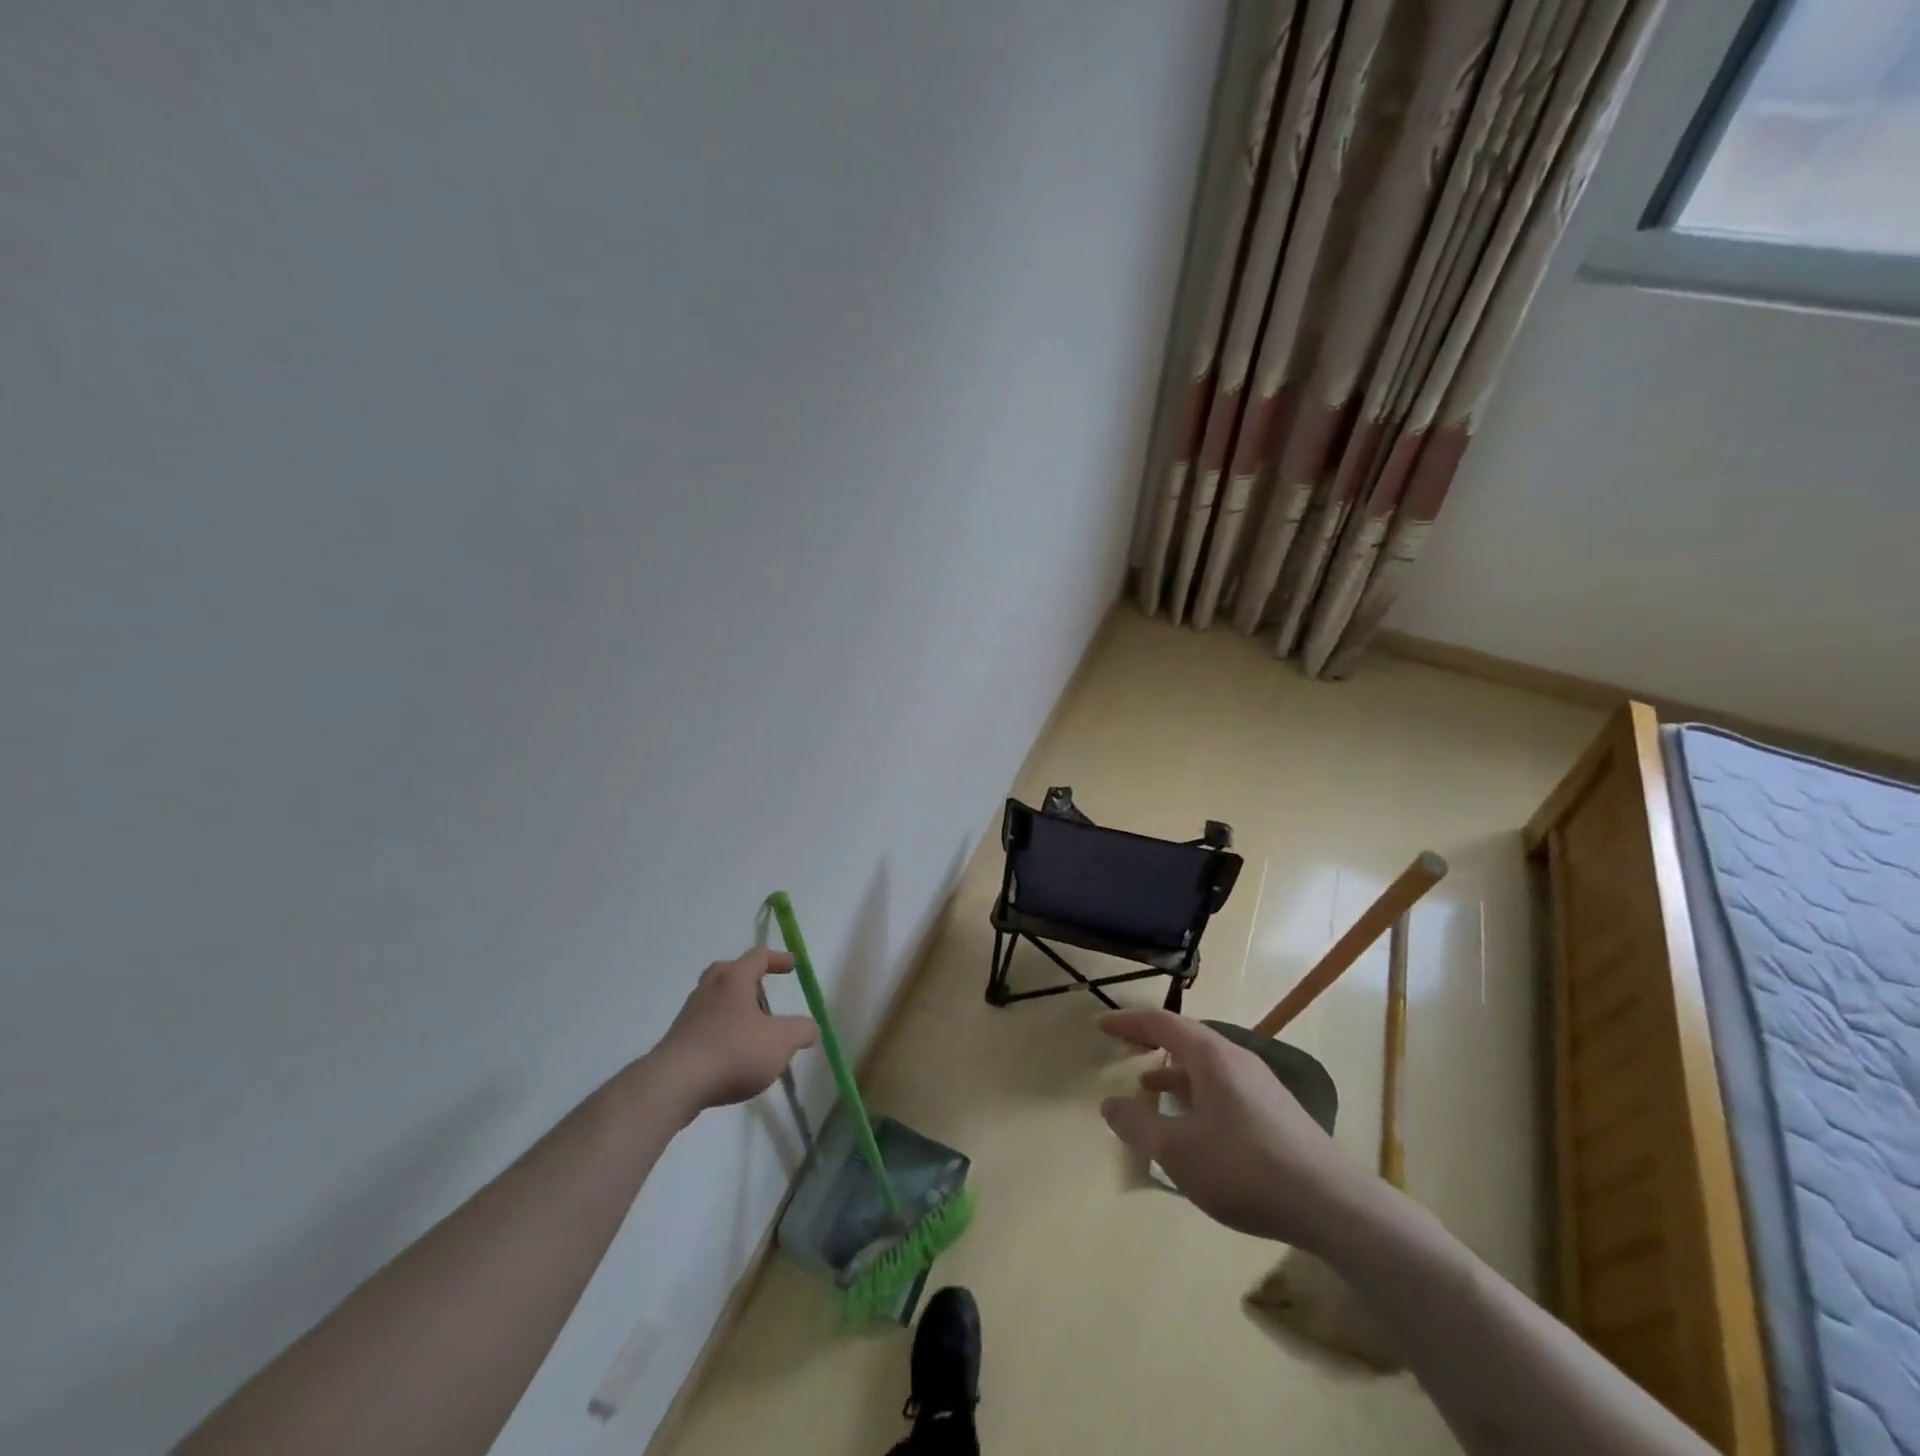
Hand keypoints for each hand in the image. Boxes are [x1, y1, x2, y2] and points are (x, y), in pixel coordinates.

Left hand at [650, 948, 818, 1114]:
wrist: (674, 1084)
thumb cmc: (733, 1052)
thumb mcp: (781, 1042)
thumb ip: (801, 1031)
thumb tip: (810, 1027)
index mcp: (734, 979)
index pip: (758, 956)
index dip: (778, 959)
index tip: (792, 966)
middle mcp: (710, 989)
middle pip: (728, 971)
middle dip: (748, 978)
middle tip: (763, 992)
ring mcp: (690, 1014)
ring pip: (715, 999)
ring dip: (735, 1007)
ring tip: (753, 1029)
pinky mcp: (678, 1041)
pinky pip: (705, 1025)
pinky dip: (722, 1031)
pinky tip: (733, 1054)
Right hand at [1097, 1008, 1377, 1252]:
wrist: (1332, 1204)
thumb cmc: (1244, 1169)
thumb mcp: (1178, 1152)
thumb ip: (1138, 1126)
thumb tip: (1110, 1104)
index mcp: (1210, 1056)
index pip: (1159, 1023)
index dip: (1126, 1022)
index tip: (1100, 1025)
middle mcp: (1235, 1058)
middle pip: (1185, 1037)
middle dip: (1150, 1042)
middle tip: (1123, 1049)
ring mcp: (1260, 1083)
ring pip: (1205, 1065)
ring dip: (1173, 1072)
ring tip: (1148, 1090)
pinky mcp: (1275, 1109)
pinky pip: (1223, 1086)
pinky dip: (1196, 1093)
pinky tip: (1193, 1125)